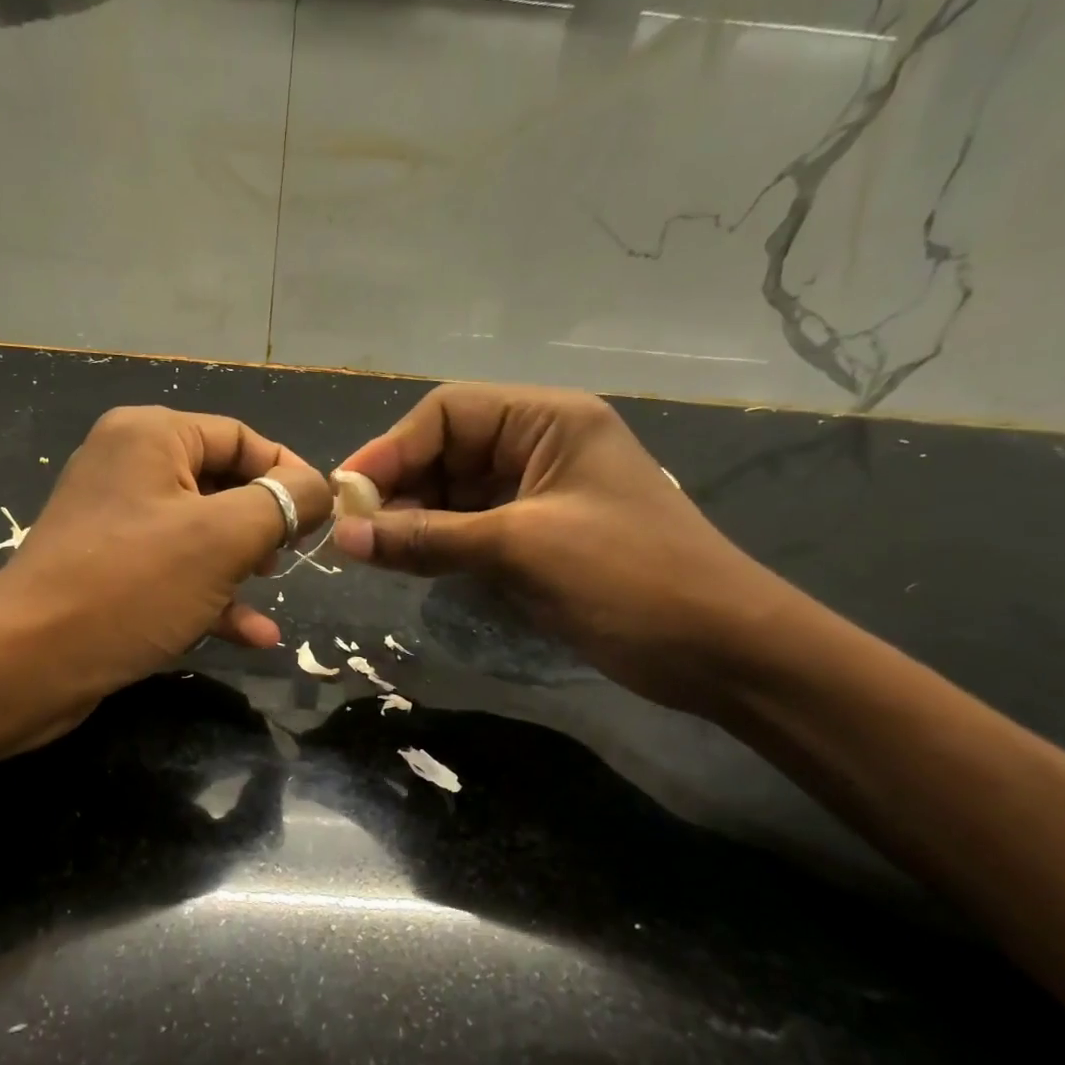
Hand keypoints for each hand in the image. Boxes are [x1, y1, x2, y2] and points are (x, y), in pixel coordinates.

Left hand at [0, 405, 330, 709]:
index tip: (324, 515)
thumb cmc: (132, 585)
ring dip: (244, 565)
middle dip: (265, 522)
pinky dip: (214, 596)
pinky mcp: (110, 571)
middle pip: (221, 483)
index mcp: (150, 436)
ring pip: (202, 533)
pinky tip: (254, 636)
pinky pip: (176, 571)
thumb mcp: (223, 538)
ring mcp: (116, 522)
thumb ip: (283, 502)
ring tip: (275, 590)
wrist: (27, 663)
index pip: (241, 437)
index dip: (289, 473)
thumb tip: (319, 487)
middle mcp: (129, 467)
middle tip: (294, 555)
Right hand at [333, 384, 794, 714]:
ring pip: (453, 494)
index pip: (448, 414)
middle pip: (446, 451)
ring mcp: (537, 495)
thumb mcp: (520, 548)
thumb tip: (343, 536)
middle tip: (351, 530)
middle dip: (398, 487)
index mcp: (547, 420)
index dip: (391, 449)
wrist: (720, 651)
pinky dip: (435, 545)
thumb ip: (427, 538)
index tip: (345, 494)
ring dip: (411, 519)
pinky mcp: (536, 539)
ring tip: (368, 550)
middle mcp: (539, 446)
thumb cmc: (628, 578)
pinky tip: (403, 562)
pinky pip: (469, 530)